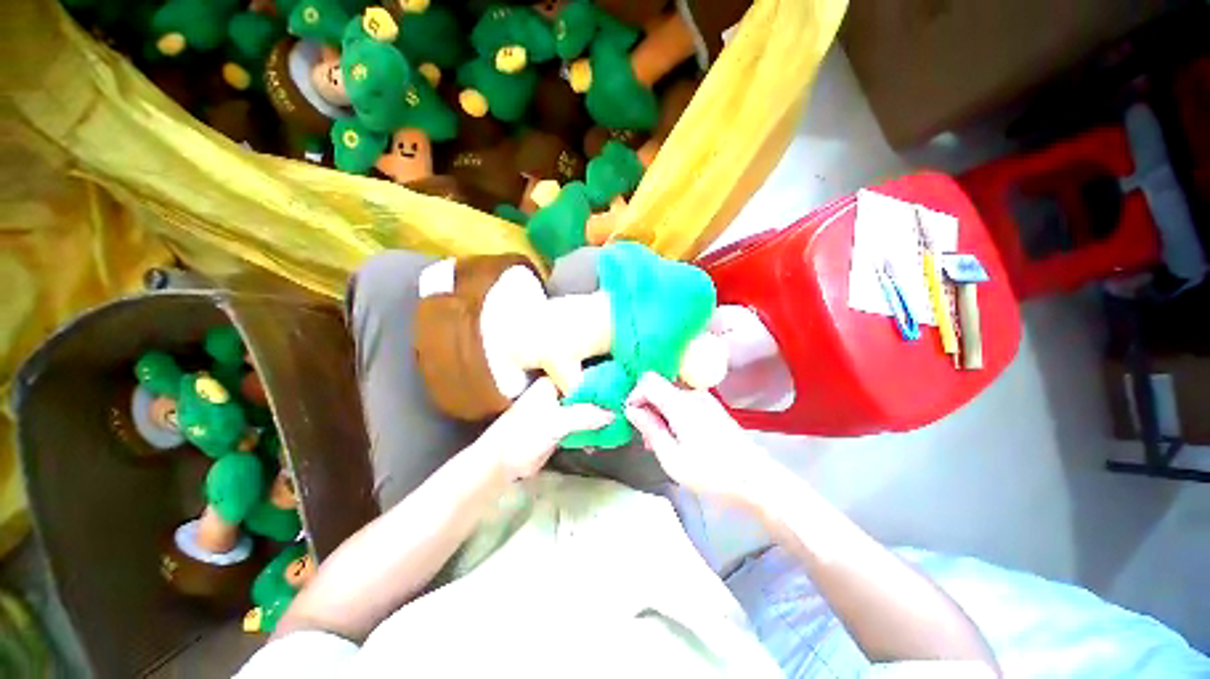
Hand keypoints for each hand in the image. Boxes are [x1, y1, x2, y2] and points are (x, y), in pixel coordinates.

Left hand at [474, 377, 613, 480]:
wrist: (501, 464)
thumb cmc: (525, 435)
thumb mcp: (556, 423)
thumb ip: (585, 416)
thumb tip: (613, 414)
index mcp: (553, 384)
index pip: (584, 378)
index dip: (604, 383)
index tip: (624, 389)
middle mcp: (558, 394)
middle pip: (587, 394)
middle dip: (605, 402)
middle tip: (628, 408)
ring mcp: (559, 412)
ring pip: (586, 410)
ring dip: (600, 417)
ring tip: (622, 423)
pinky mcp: (560, 428)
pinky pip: (581, 425)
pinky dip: (593, 430)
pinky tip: (606, 436)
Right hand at [624, 372, 776, 506]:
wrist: (755, 479)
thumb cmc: (711, 472)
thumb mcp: (672, 457)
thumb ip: (650, 429)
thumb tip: (631, 410)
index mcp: (681, 403)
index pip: (648, 381)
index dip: (635, 395)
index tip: (632, 418)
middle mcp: (693, 394)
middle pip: (659, 387)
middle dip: (647, 408)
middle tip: (645, 437)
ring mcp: (705, 400)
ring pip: (670, 396)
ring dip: (659, 413)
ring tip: (660, 443)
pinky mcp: (712, 408)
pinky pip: (684, 403)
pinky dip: (673, 415)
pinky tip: (677, 439)